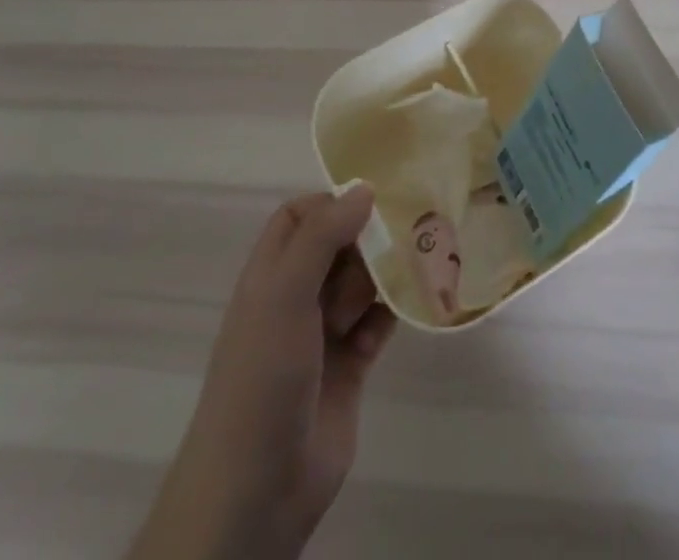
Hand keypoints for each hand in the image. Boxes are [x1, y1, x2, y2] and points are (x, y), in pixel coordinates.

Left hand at [128, 186, 396, 559]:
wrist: (257, 491)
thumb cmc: (262, 378)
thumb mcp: (284, 295)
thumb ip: (322, 236)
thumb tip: (364, 187)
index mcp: (271, 276)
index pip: (300, 216)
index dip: (332, 203)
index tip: (374, 201)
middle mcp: (295, 298)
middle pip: (339, 246)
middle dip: (370, 238)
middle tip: (407, 232)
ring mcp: (323, 333)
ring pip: (363, 282)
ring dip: (388, 273)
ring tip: (420, 264)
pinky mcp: (351, 365)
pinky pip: (380, 321)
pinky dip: (396, 310)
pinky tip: (416, 302)